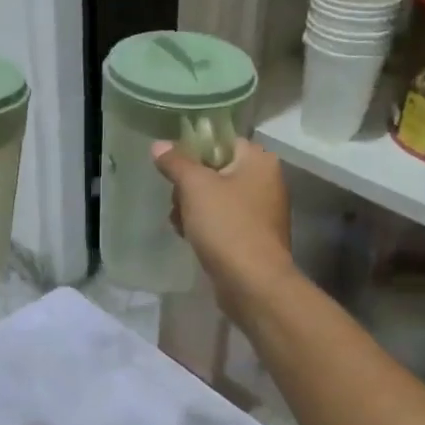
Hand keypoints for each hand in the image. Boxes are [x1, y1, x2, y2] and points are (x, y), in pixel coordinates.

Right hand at [152, 138, 296, 307]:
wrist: (252, 283)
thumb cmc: (226, 225)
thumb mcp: (195, 187)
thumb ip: (176, 162)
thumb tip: (159, 145)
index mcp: (259, 161)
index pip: (221, 141)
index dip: (193, 150)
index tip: (172, 166)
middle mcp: (265, 182)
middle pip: (216, 170)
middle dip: (189, 185)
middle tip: (177, 200)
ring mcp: (261, 212)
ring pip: (216, 198)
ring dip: (192, 208)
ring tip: (179, 223)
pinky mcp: (253, 238)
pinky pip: (222, 222)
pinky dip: (204, 227)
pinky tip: (188, 237)